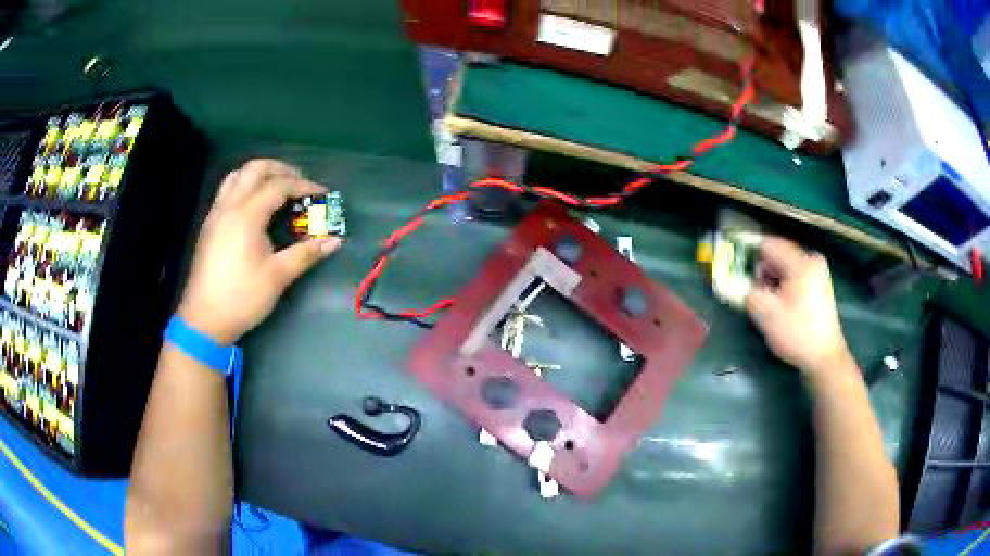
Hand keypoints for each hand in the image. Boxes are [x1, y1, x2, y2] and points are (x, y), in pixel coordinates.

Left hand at [177, 159, 341, 343]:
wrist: (204, 320)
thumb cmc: (242, 298)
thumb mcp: (277, 276)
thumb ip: (306, 254)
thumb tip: (334, 241)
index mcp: (246, 215)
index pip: (278, 186)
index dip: (303, 185)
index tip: (322, 193)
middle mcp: (229, 206)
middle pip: (254, 169)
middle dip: (280, 169)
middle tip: (299, 181)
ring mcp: (216, 215)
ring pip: (236, 176)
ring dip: (258, 174)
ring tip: (276, 187)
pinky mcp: (209, 226)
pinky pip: (226, 191)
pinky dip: (244, 186)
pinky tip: (253, 206)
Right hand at [746, 237, 850, 376]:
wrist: (824, 357)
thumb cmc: (797, 334)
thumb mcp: (767, 314)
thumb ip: (748, 292)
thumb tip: (734, 283)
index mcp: (802, 263)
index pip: (769, 244)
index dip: (749, 252)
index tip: (734, 263)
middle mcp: (811, 261)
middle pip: (778, 254)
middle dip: (760, 268)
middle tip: (746, 284)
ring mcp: (817, 273)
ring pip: (785, 266)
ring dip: (770, 277)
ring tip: (760, 296)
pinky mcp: (818, 285)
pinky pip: (794, 275)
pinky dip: (781, 284)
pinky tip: (776, 301)